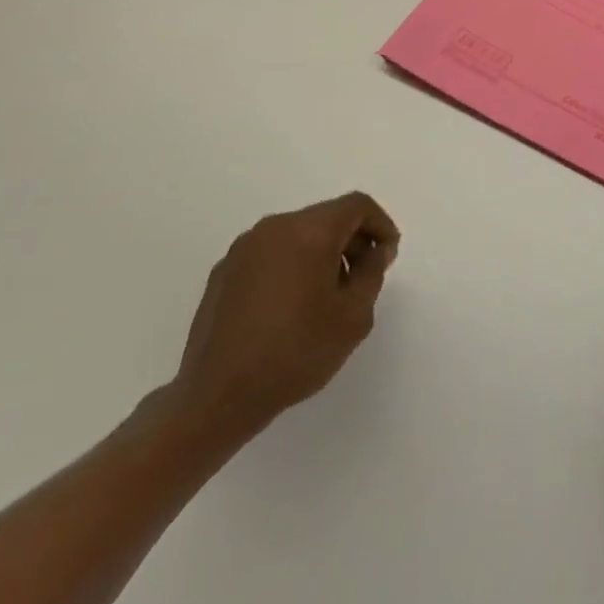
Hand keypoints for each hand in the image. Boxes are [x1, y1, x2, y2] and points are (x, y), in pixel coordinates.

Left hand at [167, 193, 400, 443]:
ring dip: (321, 254)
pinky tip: (291, 307)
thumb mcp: (353, 316)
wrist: (216, 398)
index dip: (380, 224)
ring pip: (298, 235)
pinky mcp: (224, 272)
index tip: (387, 256)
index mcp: (308, 232)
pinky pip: (272, 254)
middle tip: (362, 279)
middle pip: (326, 217)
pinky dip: (292, 266)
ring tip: (327, 297)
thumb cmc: (294, 352)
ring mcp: (243, 249)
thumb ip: (372, 272)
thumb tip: (374, 250)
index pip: (356, 206)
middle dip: (351, 241)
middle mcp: (274, 228)